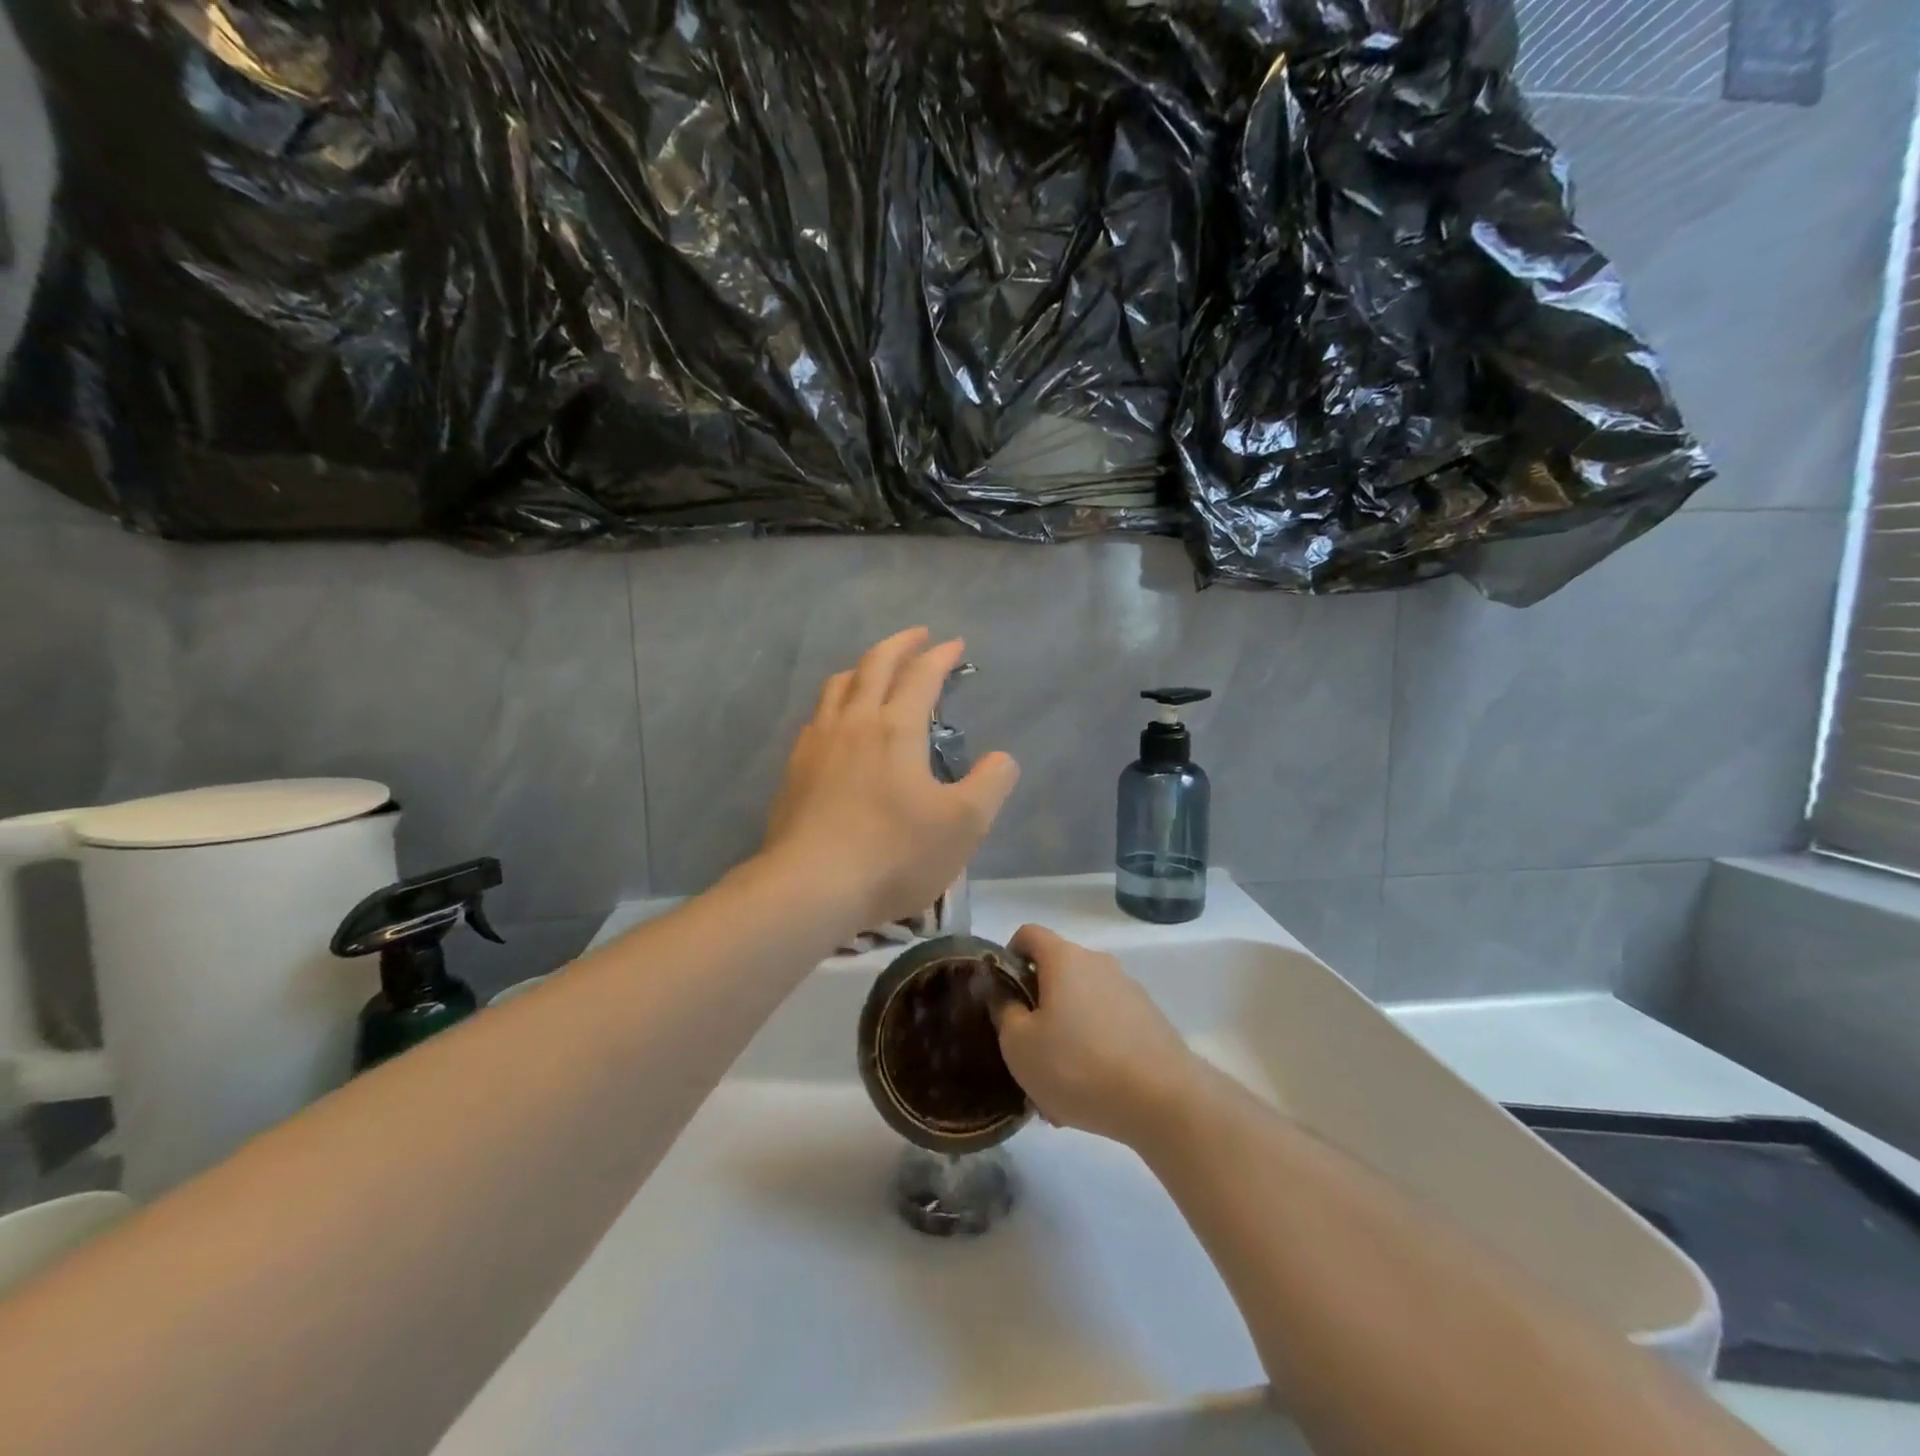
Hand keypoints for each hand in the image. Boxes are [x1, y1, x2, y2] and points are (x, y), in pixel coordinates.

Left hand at [762, 628, 1019, 932]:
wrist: (811, 886)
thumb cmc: (895, 853)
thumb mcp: (964, 824)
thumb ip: (991, 784)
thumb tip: (1001, 758)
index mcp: (896, 728)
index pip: (921, 676)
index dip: (941, 656)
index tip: (955, 645)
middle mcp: (854, 722)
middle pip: (875, 665)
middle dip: (900, 644)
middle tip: (918, 635)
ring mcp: (818, 743)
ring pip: (839, 685)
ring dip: (863, 666)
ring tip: (877, 668)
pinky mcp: (795, 769)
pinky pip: (818, 716)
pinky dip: (837, 701)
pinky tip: (839, 720)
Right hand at [994, 924, 1198, 1148]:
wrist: (1163, 1100)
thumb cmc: (1078, 1065)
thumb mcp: (1019, 1044)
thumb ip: (1003, 1011)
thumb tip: (1003, 992)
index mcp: (1065, 958)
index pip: (1028, 934)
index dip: (1008, 957)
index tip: (1002, 994)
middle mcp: (1098, 963)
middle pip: (1056, 974)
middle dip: (1037, 1009)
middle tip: (1026, 1053)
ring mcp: (1128, 990)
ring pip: (1081, 1006)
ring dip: (1064, 1036)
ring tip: (1056, 1088)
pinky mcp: (1149, 1020)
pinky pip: (1106, 1027)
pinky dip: (1092, 1050)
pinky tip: (1088, 1093)